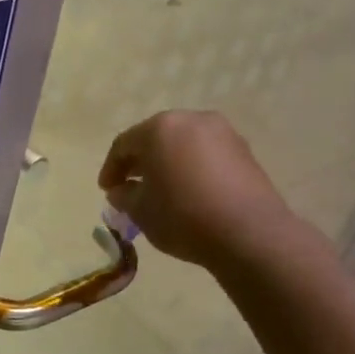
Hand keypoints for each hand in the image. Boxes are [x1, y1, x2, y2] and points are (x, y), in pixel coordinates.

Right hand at [98, 110, 302, 267]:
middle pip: (155, 138)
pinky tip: (189, 192)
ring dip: (168, 164)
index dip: (111, 168)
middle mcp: (192, 120)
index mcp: (160, 128)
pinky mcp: (244, 151)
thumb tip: (121, 190)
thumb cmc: (183, 217)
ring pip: (183, 144)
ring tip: (161, 191)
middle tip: (130, 186)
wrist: (249, 233)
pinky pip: (206, 155)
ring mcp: (223, 133)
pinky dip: (192, 168)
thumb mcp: (141, 211)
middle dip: (140, 162)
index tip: (106, 190)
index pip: (124, 144)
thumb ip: (124, 196)